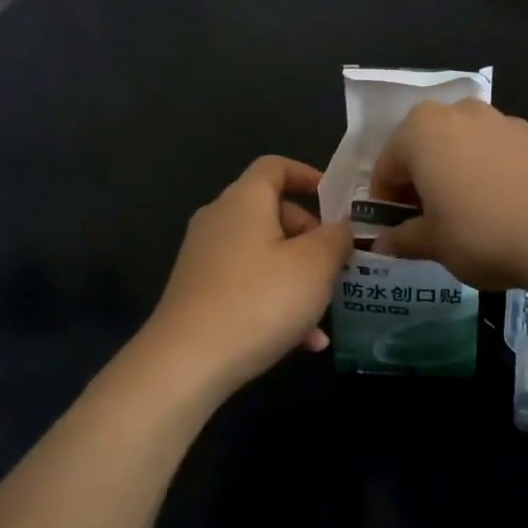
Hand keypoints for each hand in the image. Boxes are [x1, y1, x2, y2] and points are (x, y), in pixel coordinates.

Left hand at [142, 157, 354, 398]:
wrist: (187, 361)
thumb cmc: (260, 299)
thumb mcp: (314, 265)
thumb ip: (335, 238)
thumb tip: (340, 227)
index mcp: (244, 201)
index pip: (274, 166)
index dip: (308, 176)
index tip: (335, 201)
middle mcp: (218, 221)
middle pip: (271, 213)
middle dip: (310, 236)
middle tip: (336, 263)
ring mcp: (204, 258)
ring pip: (263, 255)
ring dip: (298, 277)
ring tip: (326, 312)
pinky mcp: (198, 293)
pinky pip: (246, 285)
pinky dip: (275, 302)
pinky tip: (303, 342)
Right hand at [368, 101, 527, 291]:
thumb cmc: (483, 234)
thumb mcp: (434, 244)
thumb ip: (403, 239)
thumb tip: (384, 244)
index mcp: (421, 130)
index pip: (387, 166)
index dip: (385, 201)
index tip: (393, 229)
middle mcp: (460, 113)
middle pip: (426, 148)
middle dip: (421, 182)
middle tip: (428, 222)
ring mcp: (504, 121)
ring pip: (464, 148)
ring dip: (457, 175)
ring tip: (469, 216)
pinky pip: (500, 154)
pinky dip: (492, 175)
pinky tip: (506, 209)